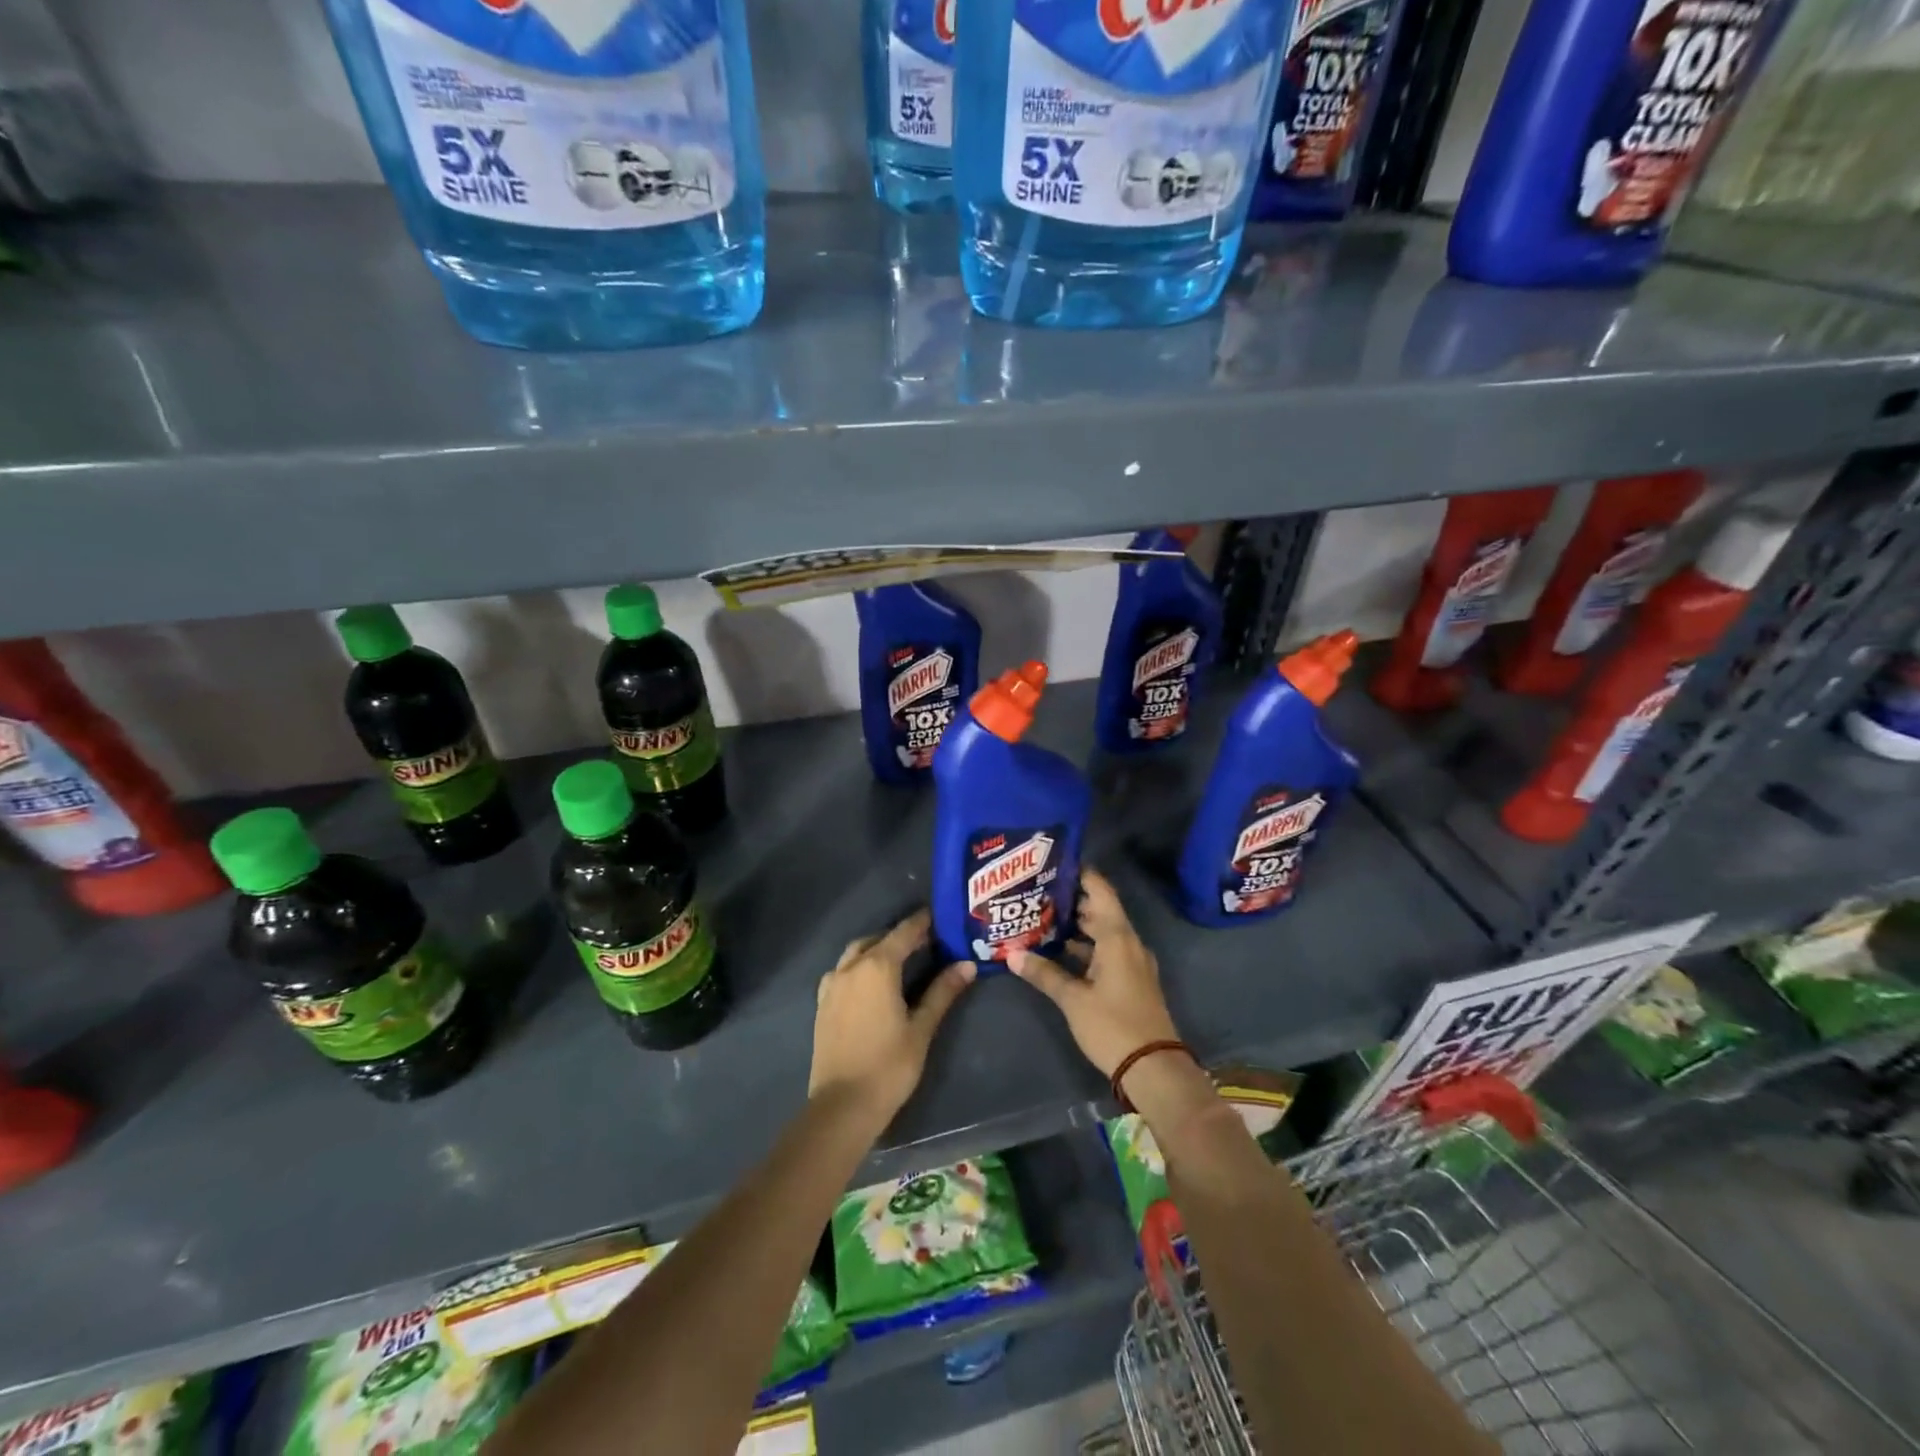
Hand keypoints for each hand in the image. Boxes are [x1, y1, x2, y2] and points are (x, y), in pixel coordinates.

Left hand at [810, 909, 974, 1125]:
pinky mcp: (823, 1003)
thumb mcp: (922, 1028)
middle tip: (925, 942)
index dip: (922, 922)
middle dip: (899, 936)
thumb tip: (967, 965)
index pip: (904, 932)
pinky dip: (859, 966)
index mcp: (877, 967)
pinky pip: (842, 971)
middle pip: (877, 939)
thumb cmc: (889, 1065)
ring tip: (899, 959)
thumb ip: (943, 992)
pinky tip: (871, 983)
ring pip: (856, 953)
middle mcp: (851, 967)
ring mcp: (832, 985)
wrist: (842, 1106)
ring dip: (877, 948)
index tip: (939, 916)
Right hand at [1009, 868, 1178, 1079]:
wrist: (1153, 1068)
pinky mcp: (1130, 980)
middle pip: (1100, 910)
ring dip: (1077, 925)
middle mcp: (1128, 943)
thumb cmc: (1113, 1026)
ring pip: (1103, 932)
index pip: (1100, 891)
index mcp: (1118, 937)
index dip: (1080, 874)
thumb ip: (1044, 974)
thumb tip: (1011, 954)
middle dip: (1071, 899)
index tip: (1054, 862)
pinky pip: (1106, 950)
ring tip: (1041, 916)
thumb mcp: (1073, 999)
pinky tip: (1060, 951)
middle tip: (1037, 889)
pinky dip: (1085, 946)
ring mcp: (1132, 962)